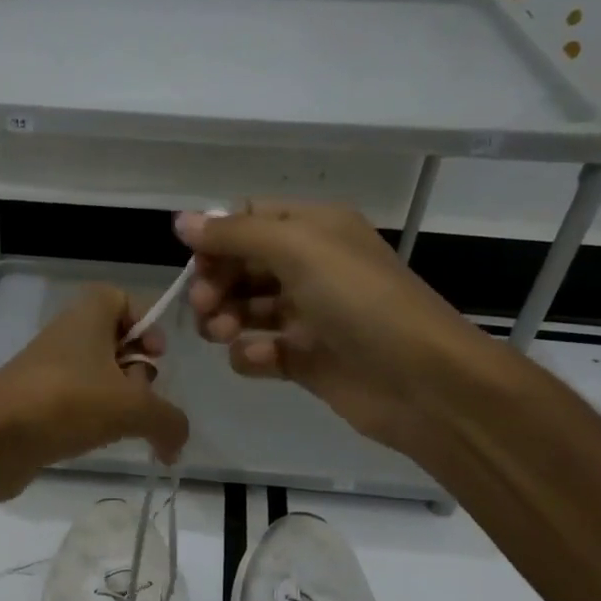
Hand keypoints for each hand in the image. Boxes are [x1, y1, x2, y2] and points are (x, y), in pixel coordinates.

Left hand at [0, 285, 188, 506]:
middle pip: (115, 342)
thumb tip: (177, 443)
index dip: (145, 322)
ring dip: (118, 402)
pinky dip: (93, 422)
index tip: (156, 354)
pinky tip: (100, 443)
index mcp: (88, 317)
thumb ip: (169, 421)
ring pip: (98, 378)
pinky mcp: (38, 405)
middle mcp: (67, 337)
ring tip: (124, 428)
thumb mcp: (133, 408)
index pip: (121, 298)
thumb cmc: (67, 403)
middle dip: (138, 370)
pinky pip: (77, 405)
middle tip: (142, 397)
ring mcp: (49, 372)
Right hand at [176, 201, 504, 454]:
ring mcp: (308, 315)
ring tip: (224, 333)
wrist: (419, 379)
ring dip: (225, 318)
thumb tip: (181, 221)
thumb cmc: (360, 300)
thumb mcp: (298, 249)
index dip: (217, 239)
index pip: (249, 221)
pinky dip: (252, 354)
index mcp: (314, 229)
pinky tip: (262, 358)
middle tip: (205, 306)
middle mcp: (310, 267)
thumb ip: (236, 234)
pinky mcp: (305, 359)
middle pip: (242, 266)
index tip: (196, 264)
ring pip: (246, 309)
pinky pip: (261, 351)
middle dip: (216, 283)